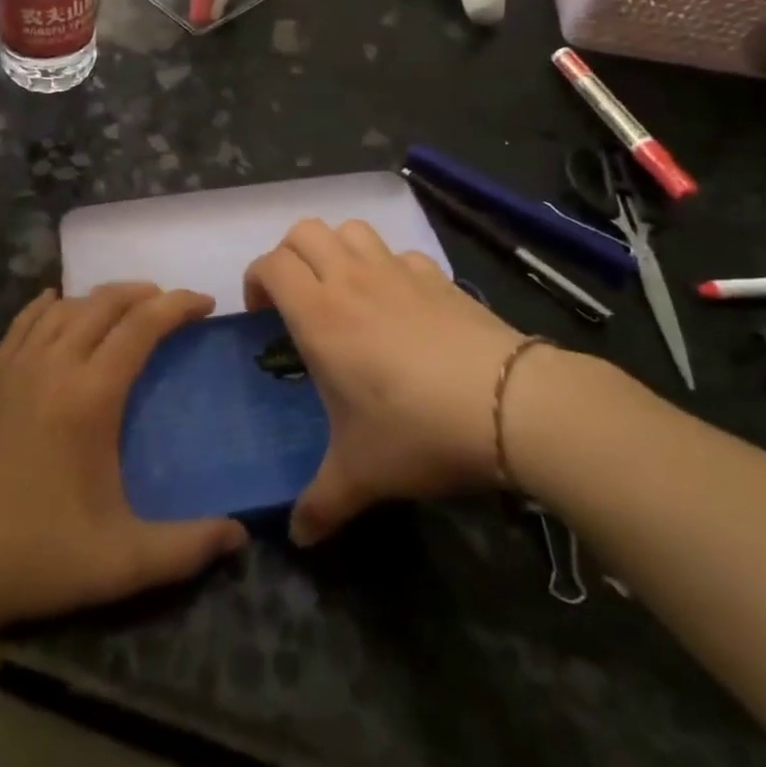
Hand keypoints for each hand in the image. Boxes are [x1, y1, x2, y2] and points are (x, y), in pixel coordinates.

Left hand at [0, 284, 246, 635]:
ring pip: (65, 306)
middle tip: (171, 305)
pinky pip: (24, 322)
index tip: (205, 303)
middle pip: (105, 303)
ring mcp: (15, 367)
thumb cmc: (37, 556)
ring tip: (126, 308)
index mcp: (90, 395)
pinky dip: (49, 305)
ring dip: (102, 298)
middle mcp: (53, 365)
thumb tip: (240, 536)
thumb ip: (187, 548)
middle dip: (144, 294)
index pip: (142, 326)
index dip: (177, 306)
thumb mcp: (122, 562)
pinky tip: (57, 304)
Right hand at [245, 219, 531, 545]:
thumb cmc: (417, 430)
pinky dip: (386, 266)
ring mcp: (397, 272)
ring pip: (351, 230)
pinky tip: (398, 303)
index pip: (271, 265)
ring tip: (342, 291)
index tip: (262, 317)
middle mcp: (351, 280)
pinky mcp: (437, 276)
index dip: (256, 281)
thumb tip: (298, 537)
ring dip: (336, 250)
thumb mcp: (361, 475)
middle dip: (290, 256)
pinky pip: (398, 253)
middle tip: (297, 299)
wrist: (509, 404)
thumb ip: (320, 503)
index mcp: (319, 314)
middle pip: (304, 231)